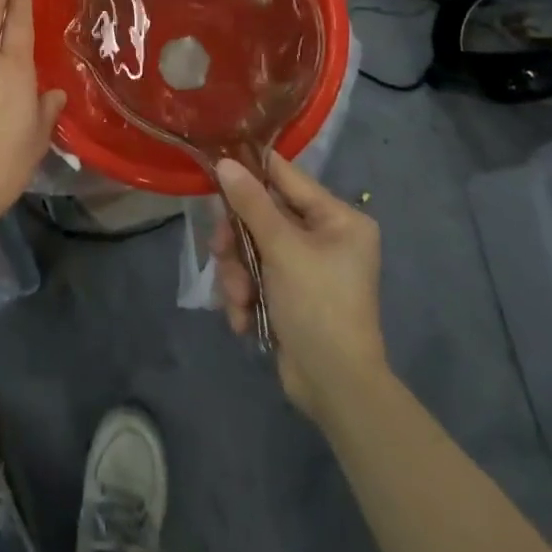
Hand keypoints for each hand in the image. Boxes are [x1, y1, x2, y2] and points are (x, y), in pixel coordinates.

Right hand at [213, 153, 386, 417]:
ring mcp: (305, 267)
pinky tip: (245, 318)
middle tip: (221, 252)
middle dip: (238, 240)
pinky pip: (254, 275)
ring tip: (239, 299)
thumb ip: (251, 203)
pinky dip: (244, 295)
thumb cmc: (318, 306)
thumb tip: (225, 162)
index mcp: (338, 218)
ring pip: (251, 247)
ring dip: (237, 273)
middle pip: (261, 215)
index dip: (249, 171)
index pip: (285, 176)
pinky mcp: (288, 293)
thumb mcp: (282, 249)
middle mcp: (324, 237)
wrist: (334, 389)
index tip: (213, 168)